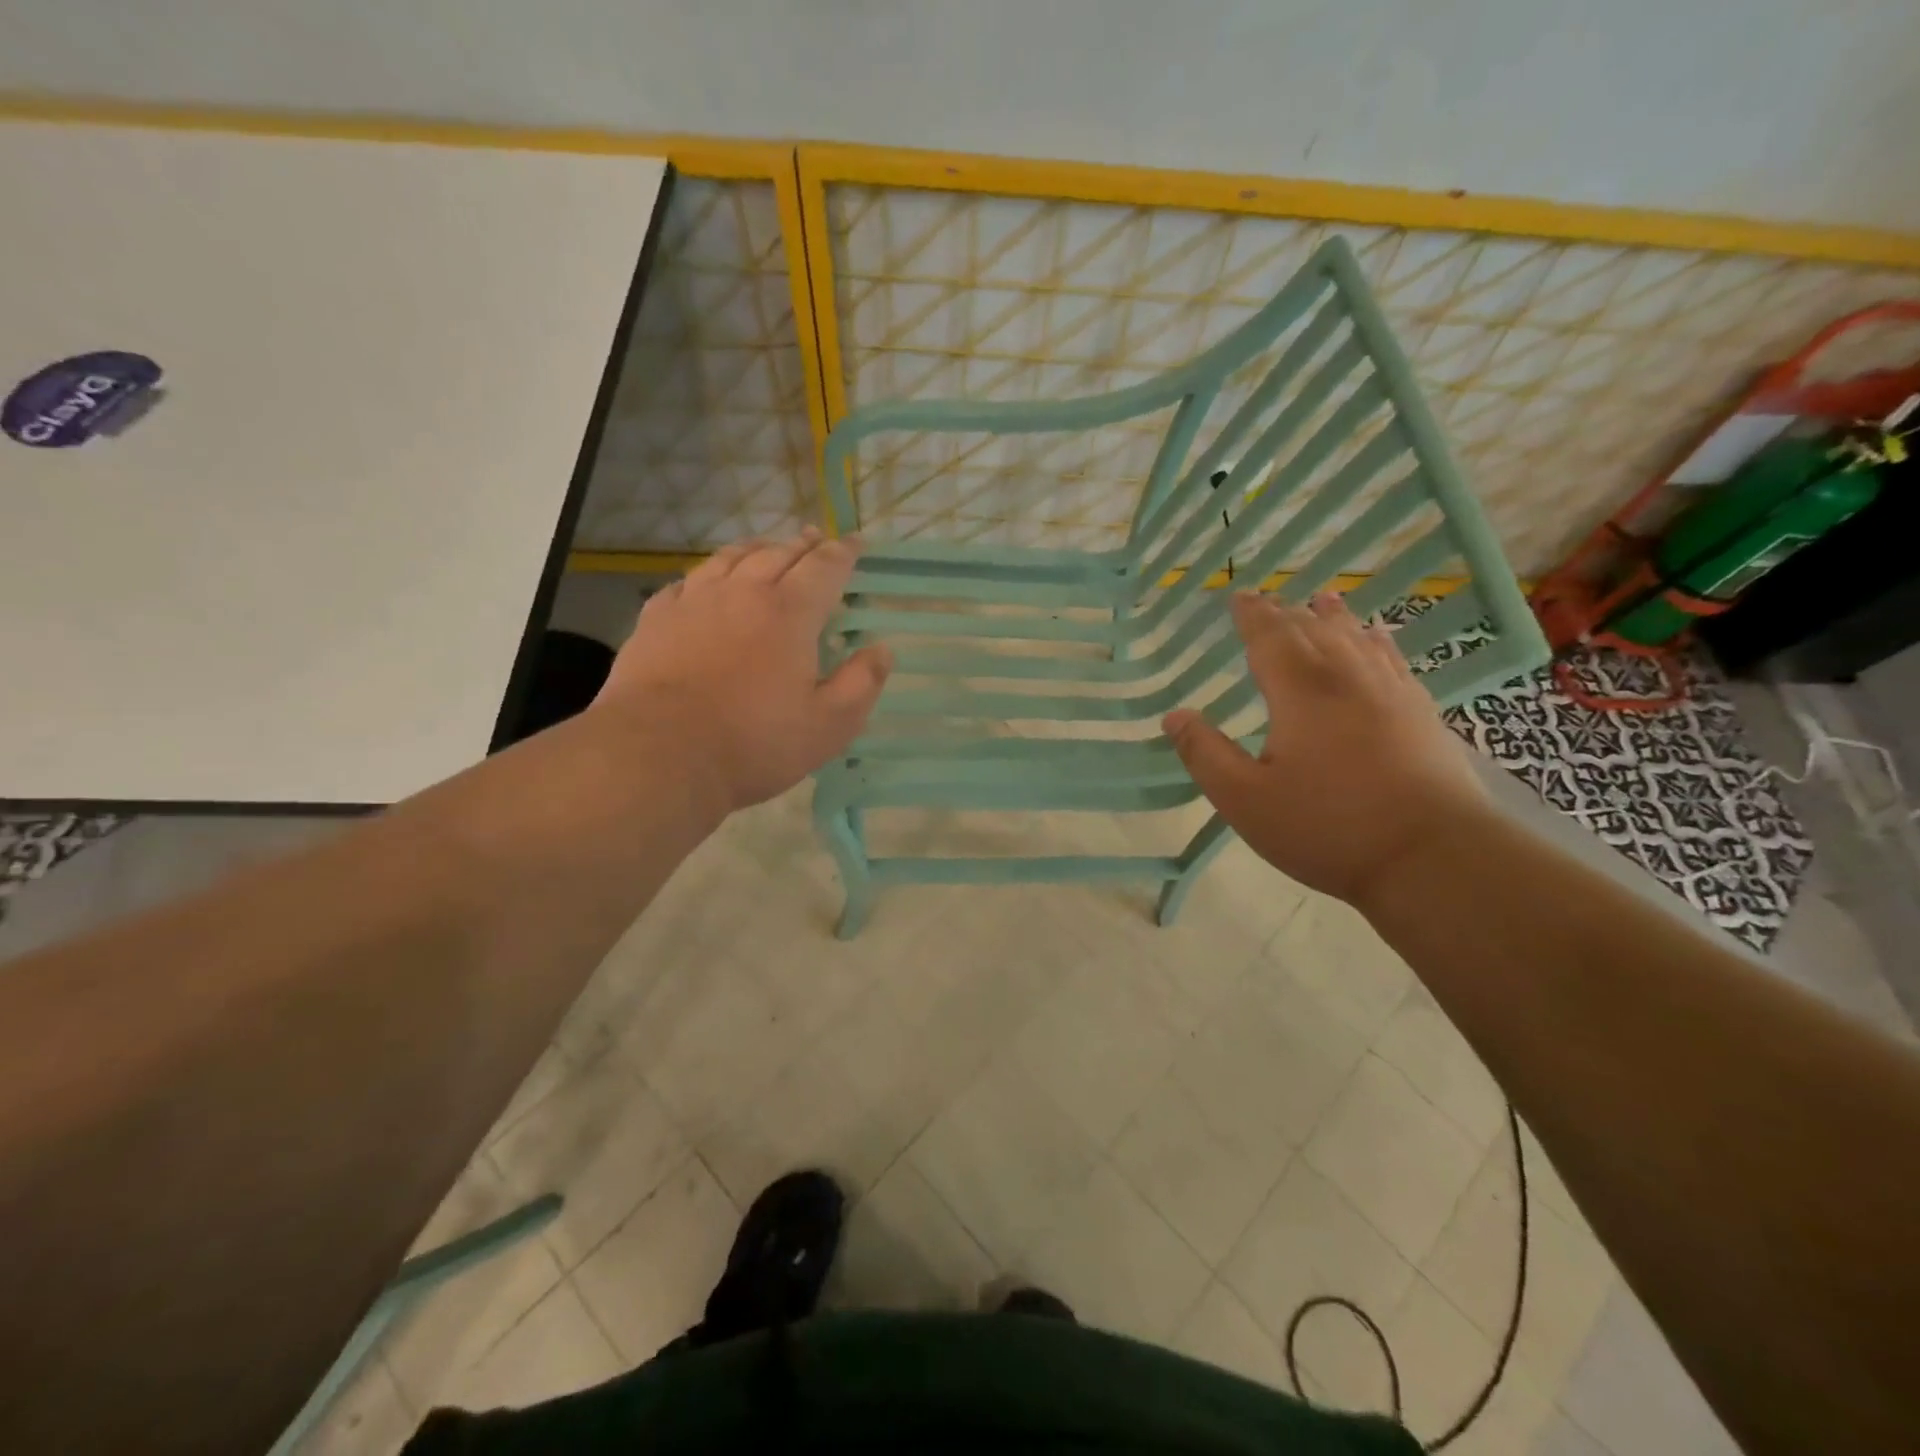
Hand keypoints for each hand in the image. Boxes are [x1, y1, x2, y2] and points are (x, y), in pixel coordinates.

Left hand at [594, 530, 890, 811]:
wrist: (660, 754)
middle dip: (803, 545)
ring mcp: (694, 602)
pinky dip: (707, 574)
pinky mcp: (656, 619)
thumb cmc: (755, 743)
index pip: (824, 568)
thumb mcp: (829, 725)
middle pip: (778, 554)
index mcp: (790, 614)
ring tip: (766, 548)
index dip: (844, 553)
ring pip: (729, 559)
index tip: (856, 543)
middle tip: (815, 540)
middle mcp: (743, 593)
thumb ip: (861, 684)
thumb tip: (882, 650)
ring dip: (755, 549)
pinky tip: (705, 582)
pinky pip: (686, 581)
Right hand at [1164, 591, 1487, 906]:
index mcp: (1301, 692)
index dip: (1252, 615)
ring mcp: (1391, 692)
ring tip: (1323, 600)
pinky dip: (1377, 641)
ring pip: (1357, 639)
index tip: (1238, 596)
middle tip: (1268, 599)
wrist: (1432, 857)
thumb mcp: (1245, 800)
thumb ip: (1205, 755)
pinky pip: (1393, 660)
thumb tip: (1173, 716)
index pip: (1270, 637)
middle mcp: (1347, 678)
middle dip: (1286, 613)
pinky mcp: (1421, 713)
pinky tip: (1378, 638)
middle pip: (1313, 630)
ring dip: (1334, 617)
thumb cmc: (1327, 827)